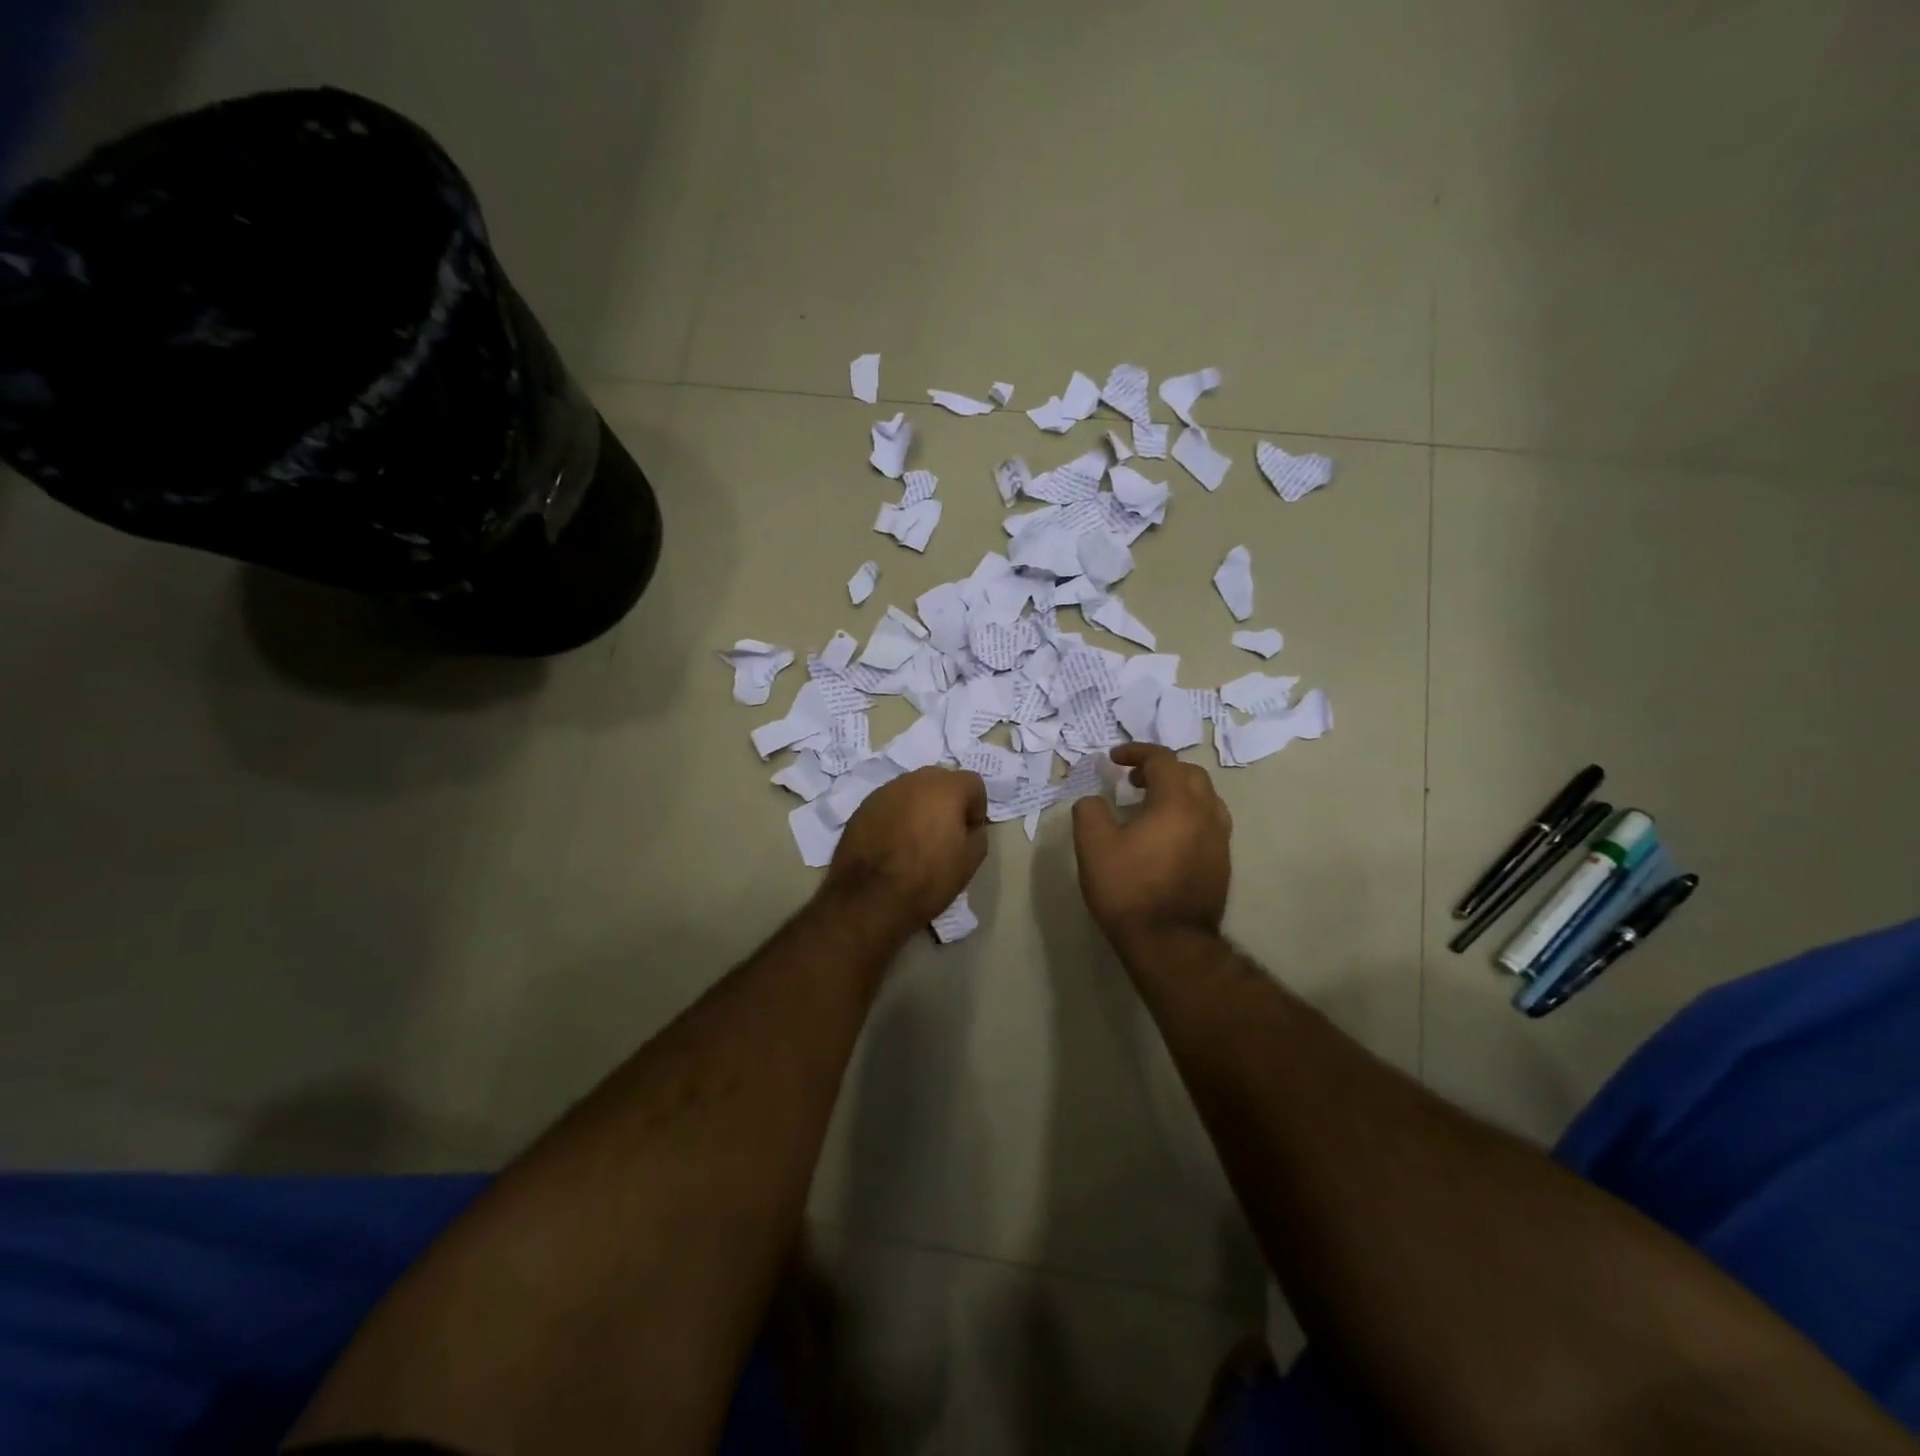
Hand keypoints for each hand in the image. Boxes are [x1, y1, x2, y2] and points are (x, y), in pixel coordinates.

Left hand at [825, 767, 988, 933]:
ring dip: (919, 806)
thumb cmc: (928, 879)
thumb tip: (967, 826)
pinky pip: (889, 804)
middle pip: (940, 781)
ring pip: (911, 790)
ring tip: (915, 839)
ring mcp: (884, 791)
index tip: (969, 833)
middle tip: (944, 832)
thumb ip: (977, 834)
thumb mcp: (970, 862)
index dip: (976, 808)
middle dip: (947, 801)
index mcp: (945, 788)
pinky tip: (892, 843)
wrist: (871, 898)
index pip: (972, 783)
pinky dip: (895, 816)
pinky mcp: (862, 807)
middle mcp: (914, 780)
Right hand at [1072, 744, 1231, 951]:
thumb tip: (1093, 800)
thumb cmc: (1128, 889)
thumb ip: (1090, 811)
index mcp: (1177, 802)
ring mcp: (1219, 840)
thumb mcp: (1093, 846)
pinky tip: (1167, 837)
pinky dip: (1189, 815)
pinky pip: (1209, 824)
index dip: (1136, 752)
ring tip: (1152, 807)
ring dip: (1179, 792)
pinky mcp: (1222, 864)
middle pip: (1190, 774)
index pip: (1162, 759)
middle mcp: (1206, 814)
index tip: (1114, 759)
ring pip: (1206, 799)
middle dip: (1160, 770)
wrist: (1169, 943)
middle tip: (1133, 782)